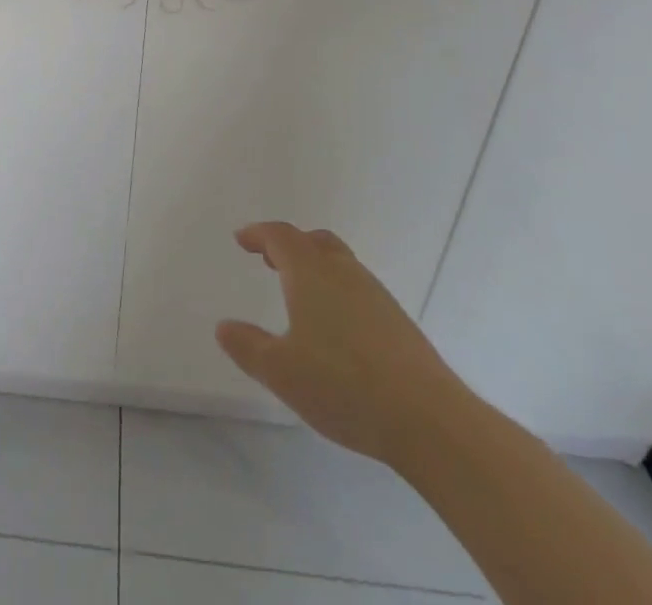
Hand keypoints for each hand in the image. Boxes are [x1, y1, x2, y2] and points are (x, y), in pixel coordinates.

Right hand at [216, 222, 467, 464]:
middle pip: (314, 242)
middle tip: (270, 259)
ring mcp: (375, 295)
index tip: (242, 239)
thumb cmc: (343, 385)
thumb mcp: (281, 371)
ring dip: (315, 268)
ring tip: (300, 294)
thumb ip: (248, 346)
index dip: (258, 234)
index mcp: (310, 273)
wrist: (428, 418)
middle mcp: (343, 272)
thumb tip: (223, 327)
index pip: (280, 237)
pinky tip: (336, 329)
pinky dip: (338, 292)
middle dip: (289, 245)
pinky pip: (358, 290)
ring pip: (340, 264)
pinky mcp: (398, 322)